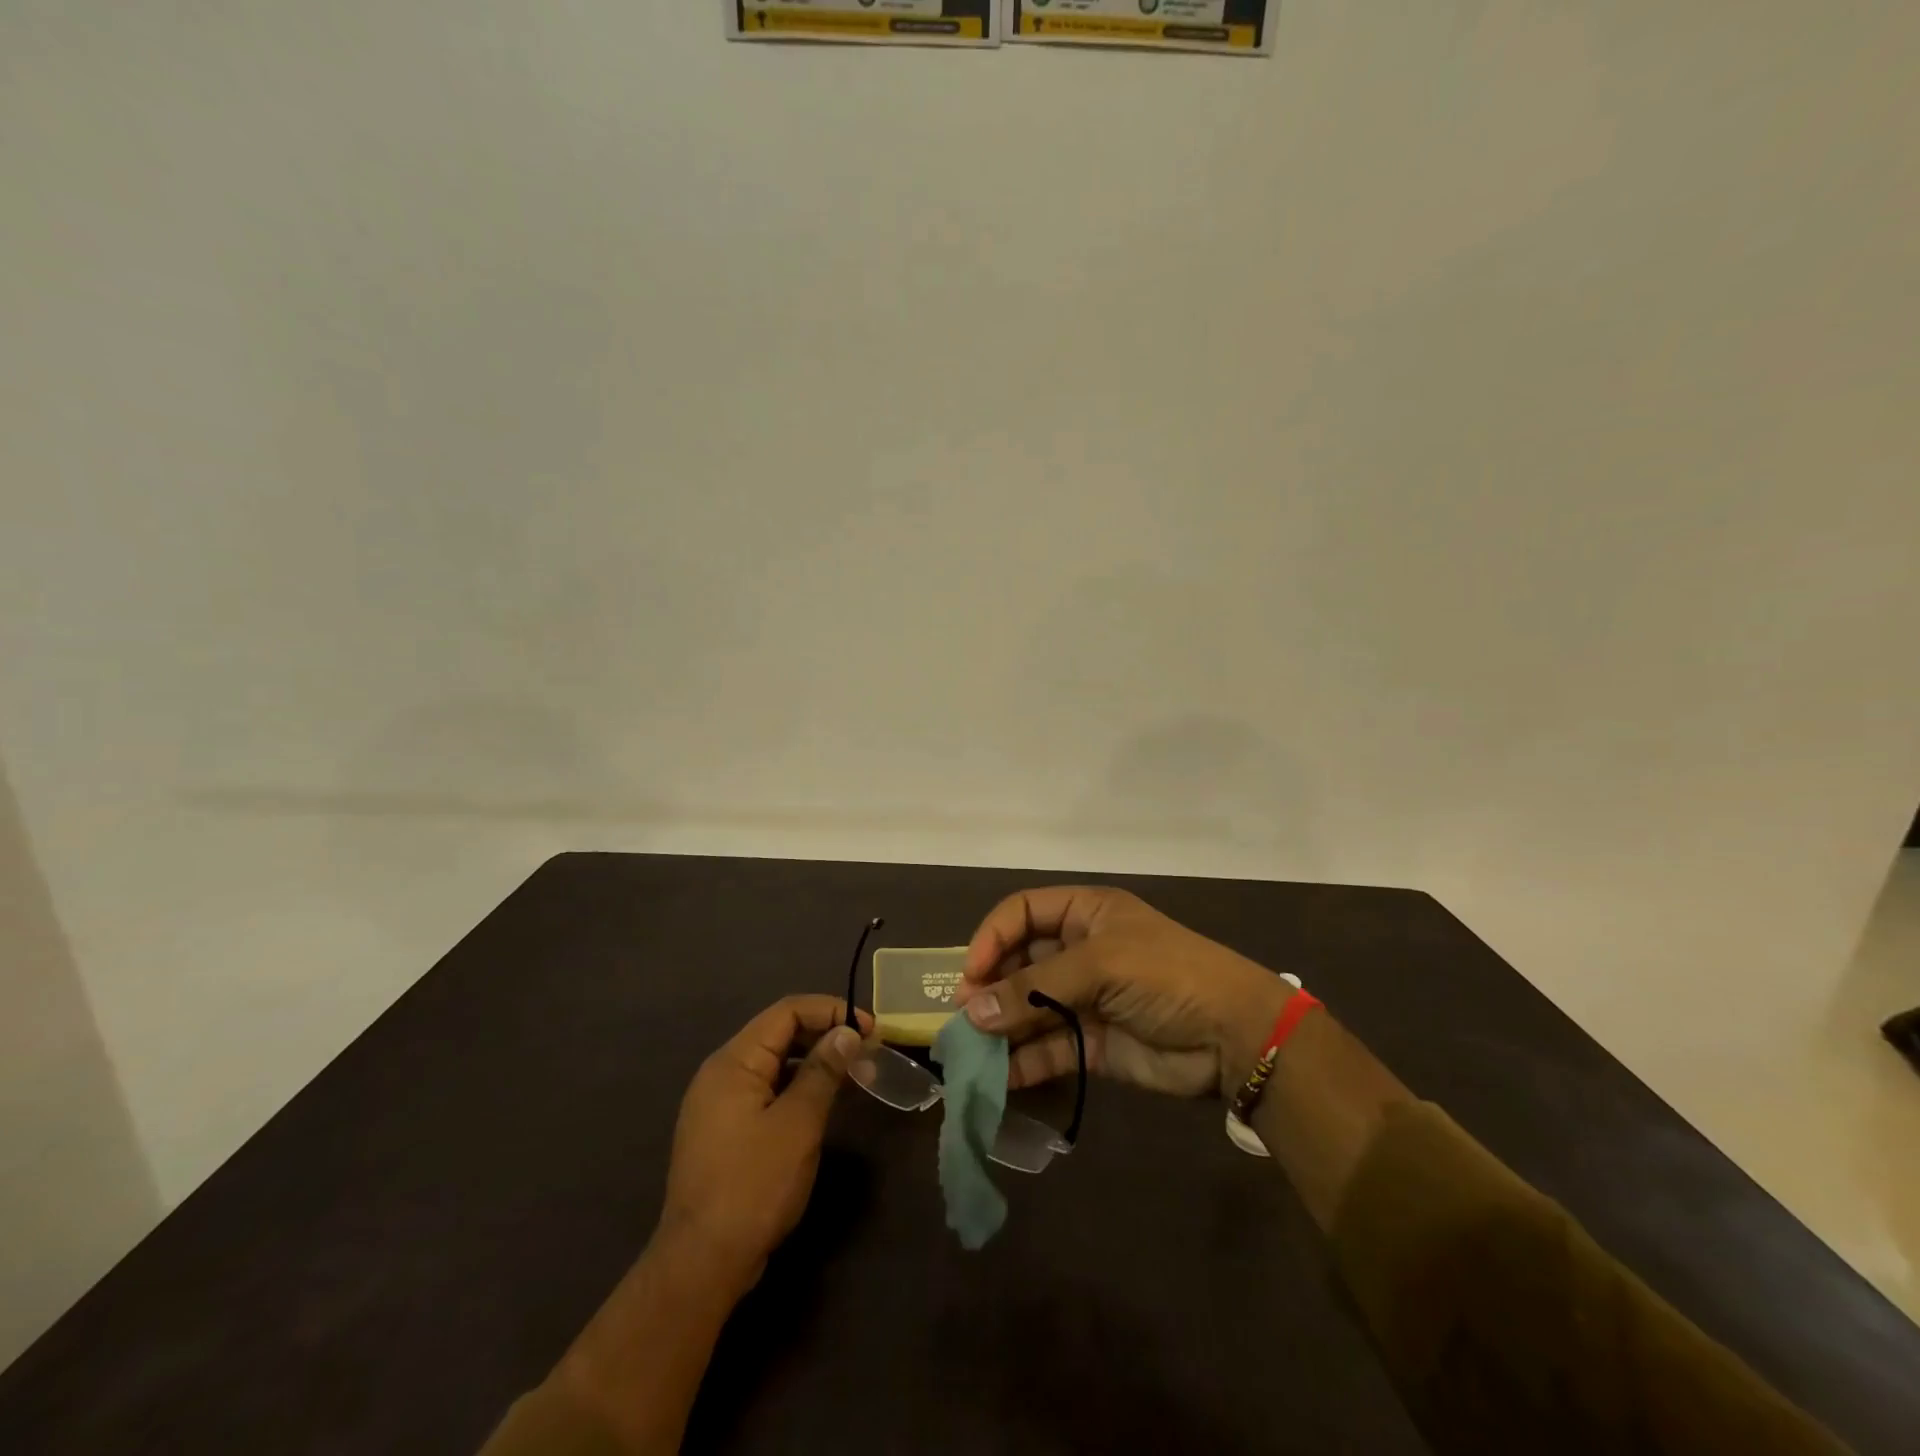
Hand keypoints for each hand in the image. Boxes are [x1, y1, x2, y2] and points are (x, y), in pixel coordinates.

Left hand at [658, 995, 870, 1294]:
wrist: (701, 1264)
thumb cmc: (753, 1185)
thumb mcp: (798, 1123)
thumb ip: (823, 1071)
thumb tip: (847, 1032)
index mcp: (734, 1062)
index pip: (787, 1011)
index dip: (831, 1011)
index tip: (869, 1029)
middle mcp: (722, 1072)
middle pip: (779, 1033)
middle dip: (825, 1034)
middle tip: (867, 1051)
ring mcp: (719, 1103)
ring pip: (775, 1062)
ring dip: (814, 1061)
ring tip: (854, 1074)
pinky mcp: (725, 1129)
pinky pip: (767, 1089)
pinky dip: (797, 1086)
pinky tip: (823, 1102)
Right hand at [954, 887, 1291, 1099]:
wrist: (1233, 1036)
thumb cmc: (1166, 975)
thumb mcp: (1100, 965)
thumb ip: (1035, 988)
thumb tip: (971, 1010)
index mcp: (1085, 914)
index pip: (1022, 913)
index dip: (992, 937)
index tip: (971, 973)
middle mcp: (1079, 951)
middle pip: (1020, 962)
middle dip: (990, 986)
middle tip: (963, 1015)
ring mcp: (1084, 999)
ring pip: (1028, 1009)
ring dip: (1000, 1027)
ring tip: (969, 1050)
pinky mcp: (1091, 1043)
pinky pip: (1046, 1048)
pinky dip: (1022, 1063)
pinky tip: (998, 1077)